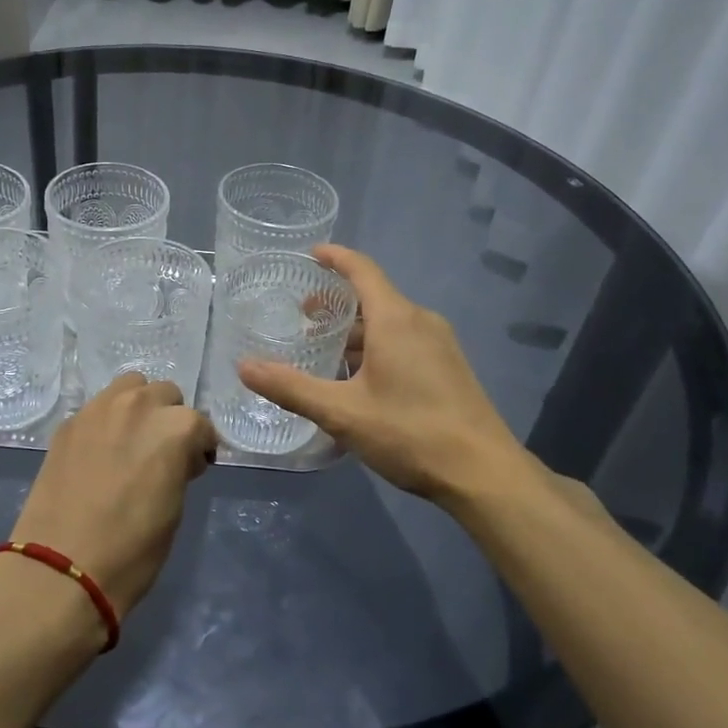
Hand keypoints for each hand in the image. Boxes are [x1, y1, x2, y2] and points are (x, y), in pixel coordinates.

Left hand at [9, 374, 218, 617]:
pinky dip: (108, 420)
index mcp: (175, 428)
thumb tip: (175, 457)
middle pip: (166, 394)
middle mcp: (140, 406)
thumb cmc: (132, 549)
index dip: (200, 448)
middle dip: (169, 419)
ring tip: (131, 441)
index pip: (200, 425)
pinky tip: (100, 451)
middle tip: (161, 453)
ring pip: (130, 387)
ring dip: (139, 406)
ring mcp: (99, 409)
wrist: (61, 565)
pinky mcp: (69, 422)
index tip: (193, 468)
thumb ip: (179, 466)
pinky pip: (98, 407)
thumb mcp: (174, 507)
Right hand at [238, 245, 547, 511]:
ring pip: (390, 322)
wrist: (483, 473)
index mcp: (396, 319)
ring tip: (324, 353)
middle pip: (374, 297)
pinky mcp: (449, 367)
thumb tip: (244, 366)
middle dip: (337, 303)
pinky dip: (377, 346)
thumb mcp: (342, 413)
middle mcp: (421, 321)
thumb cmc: (410, 433)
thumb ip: (291, 388)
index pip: (362, 269)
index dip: (335, 257)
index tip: (310, 254)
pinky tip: (360, 379)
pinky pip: (406, 341)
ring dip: (356, 331)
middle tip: (302, 319)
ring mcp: (440, 344)